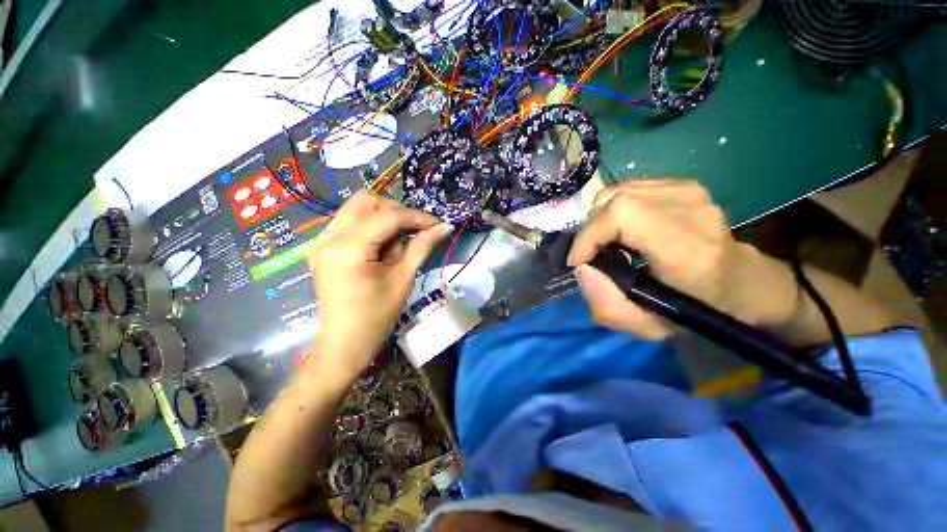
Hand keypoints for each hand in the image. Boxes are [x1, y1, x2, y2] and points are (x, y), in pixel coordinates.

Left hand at [307, 192, 451, 376]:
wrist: (345, 342)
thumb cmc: (376, 316)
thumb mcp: (403, 280)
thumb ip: (422, 248)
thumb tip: (444, 227)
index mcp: (348, 250)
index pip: (387, 216)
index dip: (416, 217)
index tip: (437, 224)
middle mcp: (328, 238)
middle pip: (367, 202)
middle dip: (397, 212)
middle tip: (415, 233)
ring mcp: (320, 241)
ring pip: (356, 208)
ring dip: (383, 217)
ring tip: (397, 242)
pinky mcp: (321, 247)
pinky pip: (349, 221)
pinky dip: (370, 225)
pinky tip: (380, 245)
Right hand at [567, 180, 783, 338]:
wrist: (740, 281)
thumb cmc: (695, 309)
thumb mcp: (647, 327)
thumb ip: (606, 305)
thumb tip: (583, 267)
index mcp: (687, 248)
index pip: (621, 215)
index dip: (589, 235)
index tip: (579, 261)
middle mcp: (691, 209)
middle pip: (613, 200)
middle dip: (591, 230)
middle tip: (593, 255)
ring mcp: (689, 191)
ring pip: (616, 192)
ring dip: (601, 220)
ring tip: (609, 243)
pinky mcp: (684, 184)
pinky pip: (628, 189)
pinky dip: (614, 210)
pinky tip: (626, 230)